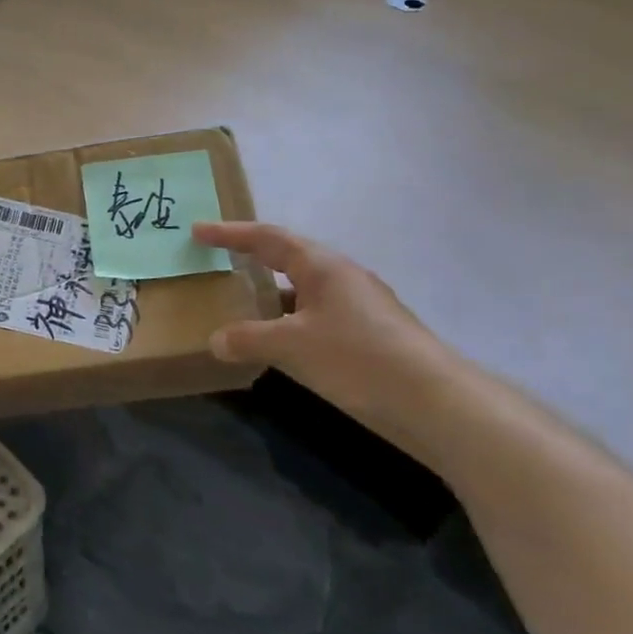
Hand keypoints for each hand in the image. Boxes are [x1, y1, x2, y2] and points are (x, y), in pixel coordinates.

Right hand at [194, 222, 454, 434]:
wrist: (434, 402)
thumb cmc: (357, 358)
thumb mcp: (292, 347)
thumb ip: (248, 339)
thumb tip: (215, 340)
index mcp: (322, 266)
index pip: (267, 238)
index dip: (230, 233)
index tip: (198, 231)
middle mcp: (342, 277)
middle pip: (288, 258)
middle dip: (252, 258)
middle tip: (219, 260)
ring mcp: (359, 306)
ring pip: (304, 291)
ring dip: (272, 294)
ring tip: (242, 305)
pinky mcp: (369, 334)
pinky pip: (316, 316)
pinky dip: (290, 322)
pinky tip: (279, 344)